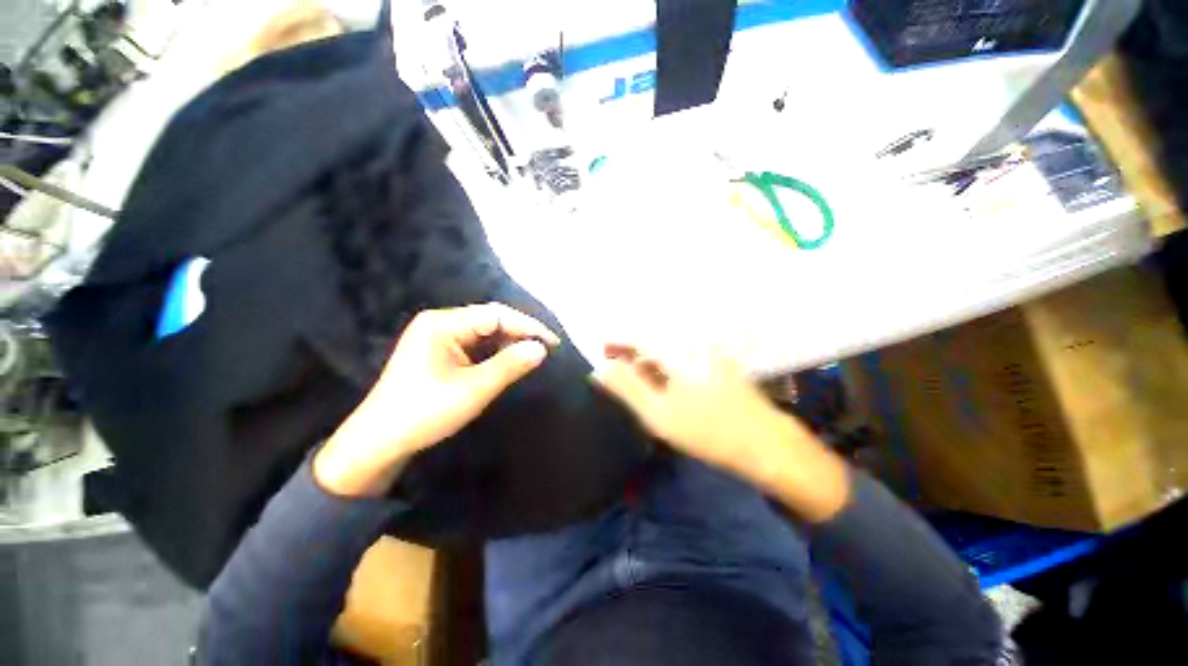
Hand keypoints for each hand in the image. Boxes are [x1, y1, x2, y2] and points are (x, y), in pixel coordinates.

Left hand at [315, 304, 559, 496]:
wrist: (380, 442)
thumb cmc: (425, 412)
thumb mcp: (473, 390)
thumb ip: (510, 365)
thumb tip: (541, 349)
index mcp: (443, 323)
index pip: (496, 315)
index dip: (528, 326)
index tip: (553, 343)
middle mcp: (440, 323)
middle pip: (490, 321)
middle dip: (519, 334)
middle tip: (546, 350)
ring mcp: (438, 337)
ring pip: (485, 333)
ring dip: (509, 344)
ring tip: (532, 356)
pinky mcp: (440, 352)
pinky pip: (475, 346)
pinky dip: (495, 353)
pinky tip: (508, 362)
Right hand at [594, 345, 849, 521]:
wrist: (767, 445)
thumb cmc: (708, 432)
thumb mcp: (659, 414)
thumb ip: (627, 388)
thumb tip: (600, 369)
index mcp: (677, 352)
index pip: (638, 336)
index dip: (616, 340)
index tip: (599, 348)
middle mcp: (693, 344)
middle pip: (653, 340)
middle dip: (631, 351)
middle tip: (614, 367)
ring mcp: (709, 353)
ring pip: (668, 349)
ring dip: (648, 359)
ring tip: (635, 378)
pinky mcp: (718, 364)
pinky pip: (682, 356)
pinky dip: (665, 365)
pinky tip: (663, 384)